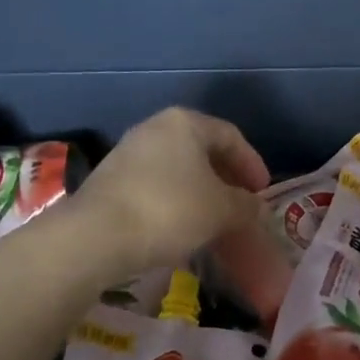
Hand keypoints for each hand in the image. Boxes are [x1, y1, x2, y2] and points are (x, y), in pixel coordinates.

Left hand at [70, 108, 270, 276]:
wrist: (97, 236)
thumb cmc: (170, 210)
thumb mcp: (221, 210)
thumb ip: (246, 206)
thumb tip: (256, 207)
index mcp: (185, 123)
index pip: (230, 136)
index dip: (252, 163)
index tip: (263, 191)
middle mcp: (155, 129)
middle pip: (202, 150)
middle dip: (226, 178)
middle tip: (242, 205)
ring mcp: (128, 153)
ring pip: (178, 170)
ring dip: (201, 192)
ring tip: (215, 220)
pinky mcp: (111, 181)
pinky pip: (156, 186)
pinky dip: (177, 202)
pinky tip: (183, 227)